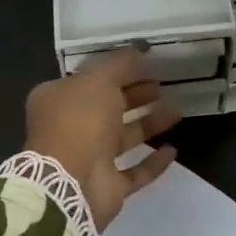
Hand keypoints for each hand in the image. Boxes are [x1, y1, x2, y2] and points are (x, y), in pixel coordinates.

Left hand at [25, 48, 179, 229]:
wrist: (71, 182)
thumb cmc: (79, 121)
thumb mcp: (99, 80)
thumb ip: (121, 64)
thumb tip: (140, 49)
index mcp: (58, 99)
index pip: (90, 80)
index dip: (118, 71)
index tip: (146, 64)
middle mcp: (70, 128)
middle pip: (109, 107)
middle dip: (136, 95)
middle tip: (162, 85)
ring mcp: (89, 159)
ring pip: (123, 137)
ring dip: (149, 124)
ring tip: (177, 111)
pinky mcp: (107, 186)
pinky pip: (134, 171)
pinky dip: (153, 161)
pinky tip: (173, 149)